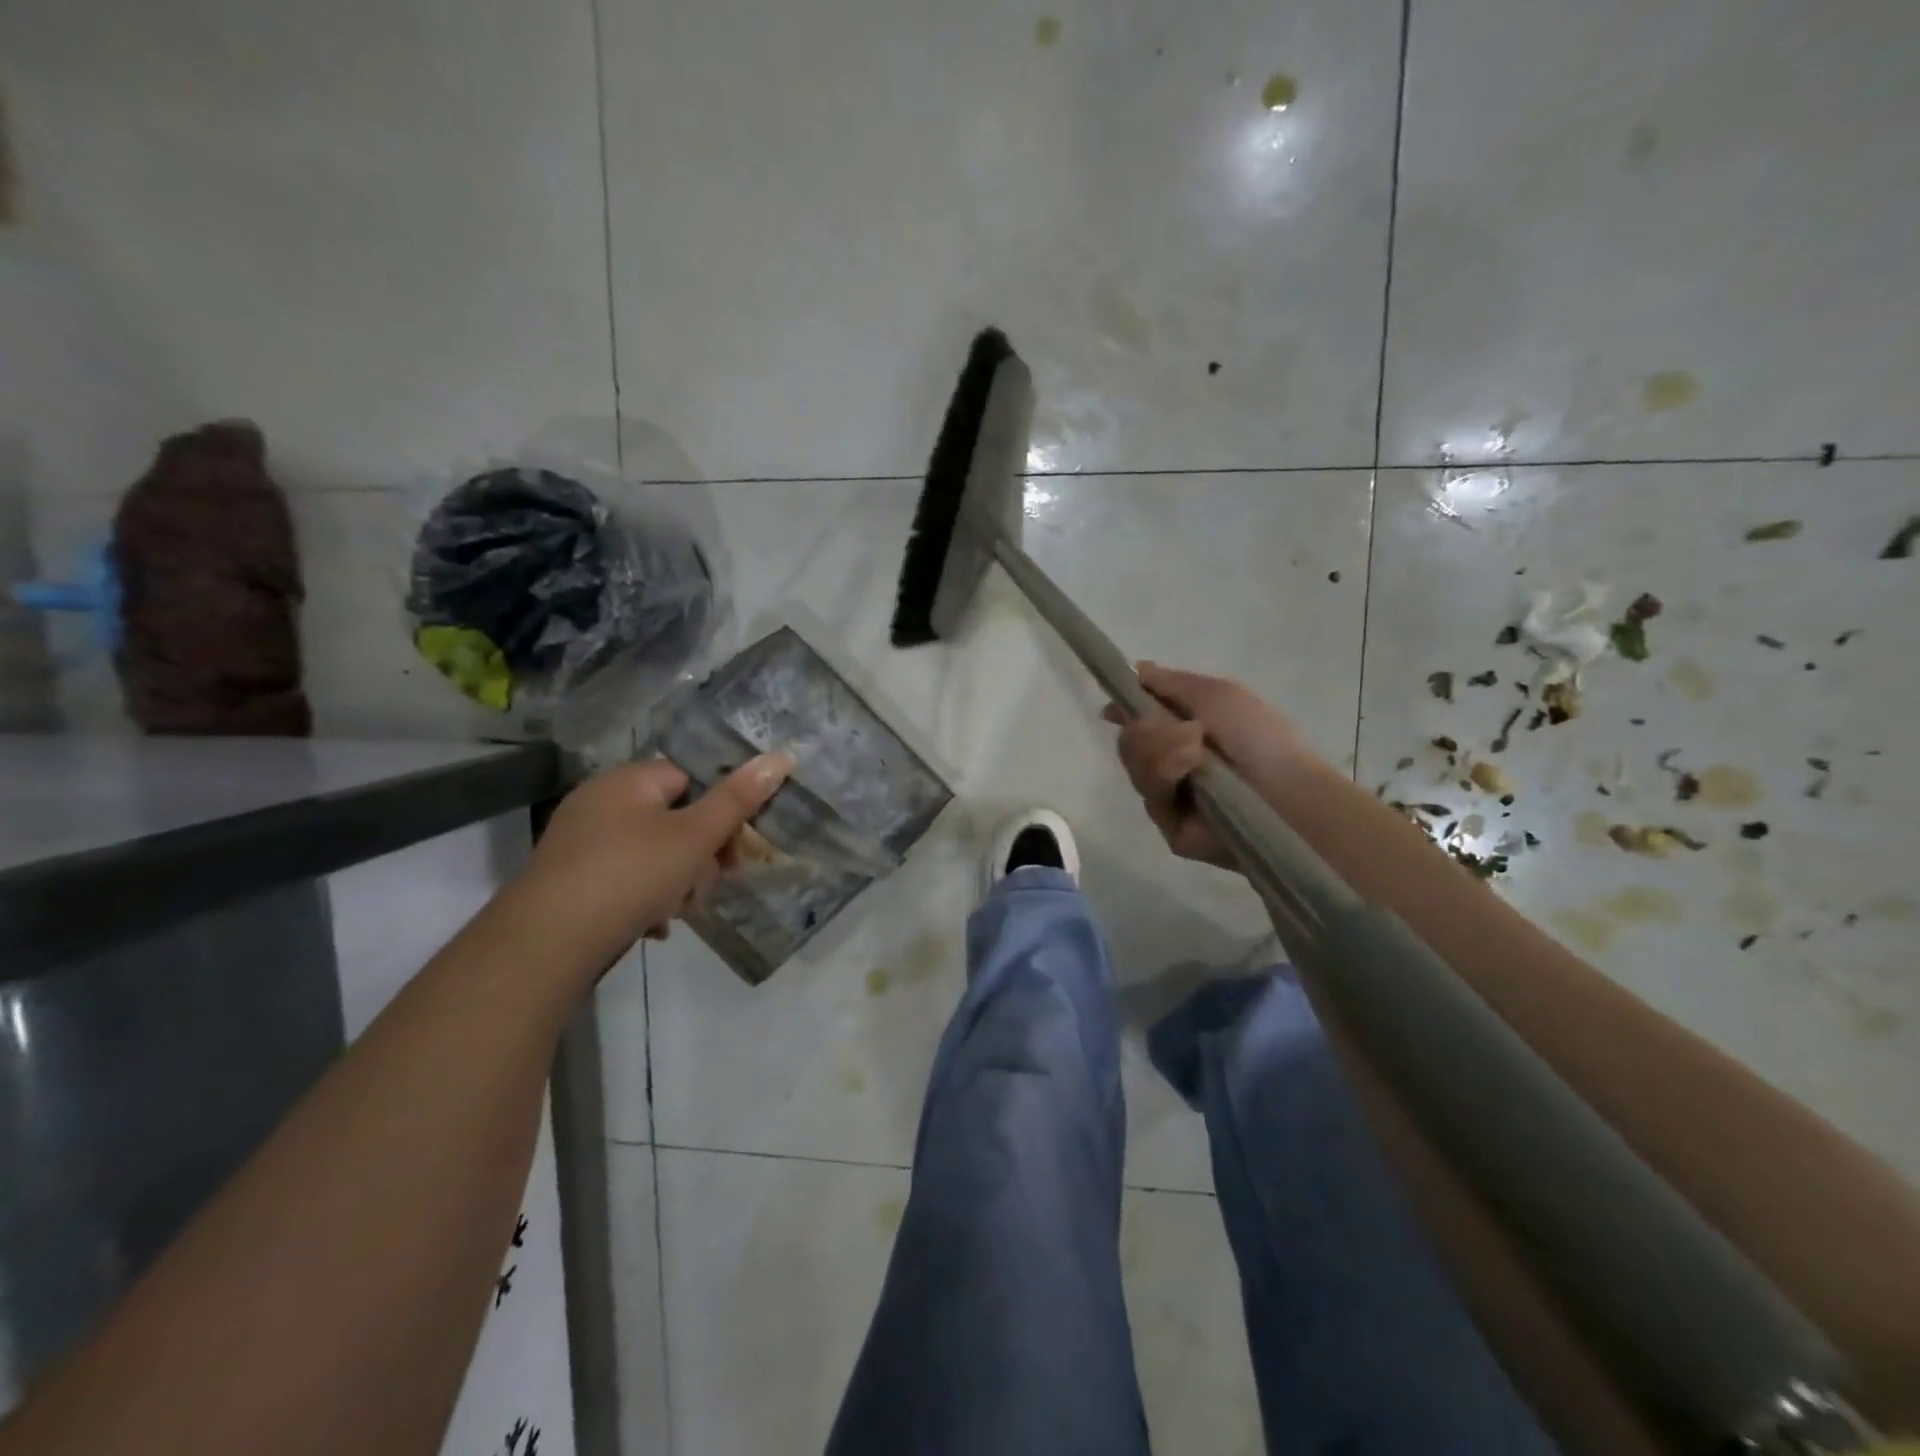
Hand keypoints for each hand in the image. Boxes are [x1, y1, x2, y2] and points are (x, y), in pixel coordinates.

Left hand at [494, 753, 793, 974]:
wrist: (546, 943)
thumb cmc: (631, 875)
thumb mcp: (696, 836)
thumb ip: (738, 798)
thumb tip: (782, 755)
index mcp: (628, 780)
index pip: (691, 778)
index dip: (720, 811)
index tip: (735, 848)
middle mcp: (600, 802)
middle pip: (674, 819)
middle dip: (700, 855)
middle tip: (707, 885)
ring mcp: (581, 842)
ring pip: (653, 854)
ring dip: (676, 882)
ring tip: (676, 911)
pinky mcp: (570, 879)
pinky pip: (625, 878)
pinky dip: (645, 898)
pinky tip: (652, 927)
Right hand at [1105, 662, 1314, 866]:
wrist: (1283, 791)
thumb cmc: (1257, 736)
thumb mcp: (1214, 693)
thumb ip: (1167, 682)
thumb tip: (1133, 670)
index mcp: (1188, 732)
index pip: (1142, 720)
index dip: (1126, 710)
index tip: (1113, 707)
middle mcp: (1175, 763)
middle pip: (1130, 742)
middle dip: (1147, 730)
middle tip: (1180, 731)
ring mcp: (1172, 797)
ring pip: (1135, 767)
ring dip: (1159, 750)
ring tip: (1193, 751)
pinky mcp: (1171, 828)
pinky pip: (1149, 796)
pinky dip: (1165, 776)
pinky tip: (1187, 773)